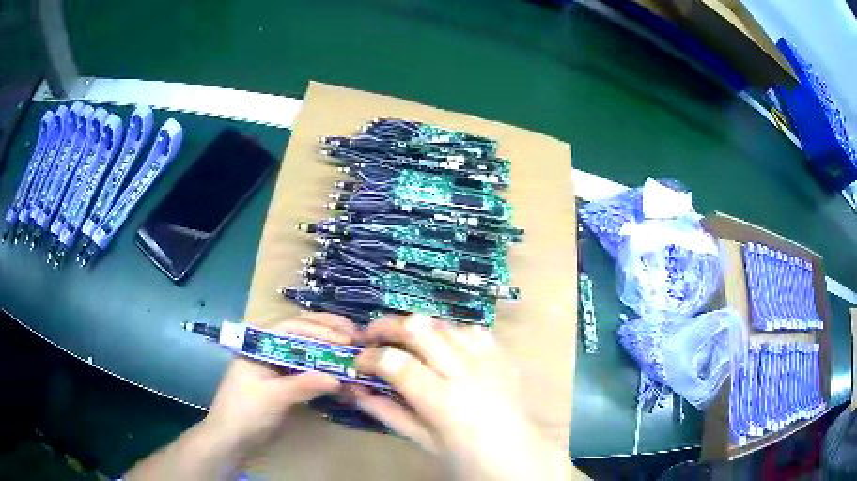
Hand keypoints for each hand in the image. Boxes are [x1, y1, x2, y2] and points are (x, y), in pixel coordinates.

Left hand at [202, 312, 358, 460]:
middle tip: (357, 335)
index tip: (347, 339)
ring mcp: (276, 366)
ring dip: (329, 349)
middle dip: (328, 332)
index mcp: (259, 343)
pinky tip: (341, 372)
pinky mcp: (284, 383)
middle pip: (301, 333)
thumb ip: (304, 384)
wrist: (231, 439)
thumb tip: (339, 378)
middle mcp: (269, 349)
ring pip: (306, 350)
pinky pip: (307, 370)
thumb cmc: (246, 412)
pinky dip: (324, 369)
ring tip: (354, 349)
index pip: (293, 327)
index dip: (321, 330)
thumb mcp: (274, 396)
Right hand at [349, 314, 571, 480]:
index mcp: (443, 401)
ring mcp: (487, 359)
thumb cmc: (467, 459)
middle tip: (370, 336)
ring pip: (444, 323)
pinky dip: (450, 333)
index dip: (369, 356)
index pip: (396, 362)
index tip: (357, 361)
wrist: (519, 458)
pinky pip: (472, 330)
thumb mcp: (424, 442)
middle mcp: (465, 372)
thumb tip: (357, 391)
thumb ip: (389, 413)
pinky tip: (444, 347)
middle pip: (419, 328)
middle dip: (386, 325)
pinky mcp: (501, 356)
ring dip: (417, 328)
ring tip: (405, 343)